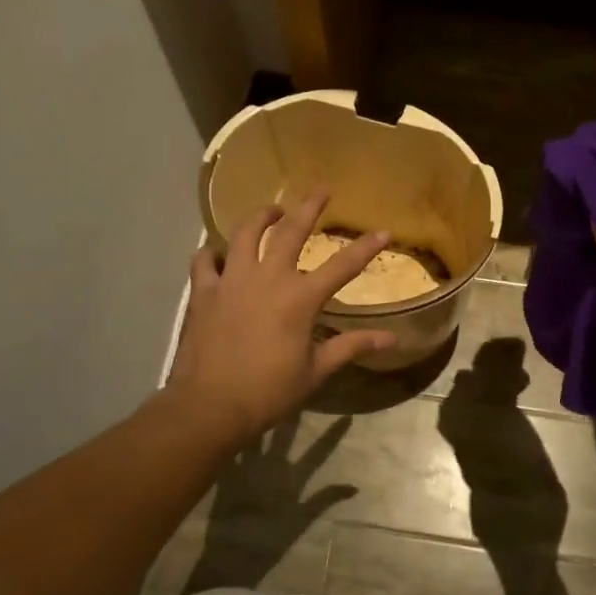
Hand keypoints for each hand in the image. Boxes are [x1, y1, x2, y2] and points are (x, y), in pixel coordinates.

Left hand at [165, 192, 395, 449]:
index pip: (342, 266)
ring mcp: (232, 281)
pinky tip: (216, 252)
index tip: (383, 231)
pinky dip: (212, 253)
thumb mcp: (316, 371)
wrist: (211, 405)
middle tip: (321, 189)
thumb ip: (351, 347)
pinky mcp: (203, 292)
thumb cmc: (269, 391)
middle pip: (290, 231)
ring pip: (245, 234)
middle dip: (309, 207)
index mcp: (300, 298)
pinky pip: (204, 261)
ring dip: (260, 217)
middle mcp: (267, 278)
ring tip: (271, 210)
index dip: (365, 247)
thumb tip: (392, 339)